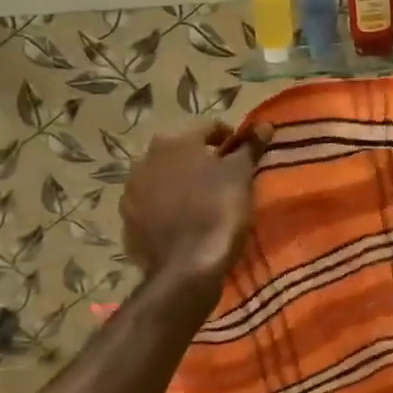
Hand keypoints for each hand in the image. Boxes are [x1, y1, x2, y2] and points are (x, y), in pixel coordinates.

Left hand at [122, 122, 272, 287]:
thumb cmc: (218, 211)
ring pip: (164, 177)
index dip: (230, 139)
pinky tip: (184, 220)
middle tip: (224, 178)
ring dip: (181, 182)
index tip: (244, 155)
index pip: (208, 128)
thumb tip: (264, 124)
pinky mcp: (127, 220)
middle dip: (201, 160)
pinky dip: (167, 206)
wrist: (185, 268)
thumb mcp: (241, 175)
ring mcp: (132, 191)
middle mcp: (146, 159)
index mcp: (174, 142)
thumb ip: (251, 146)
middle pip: (181, 151)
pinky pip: (152, 204)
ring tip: (203, 200)